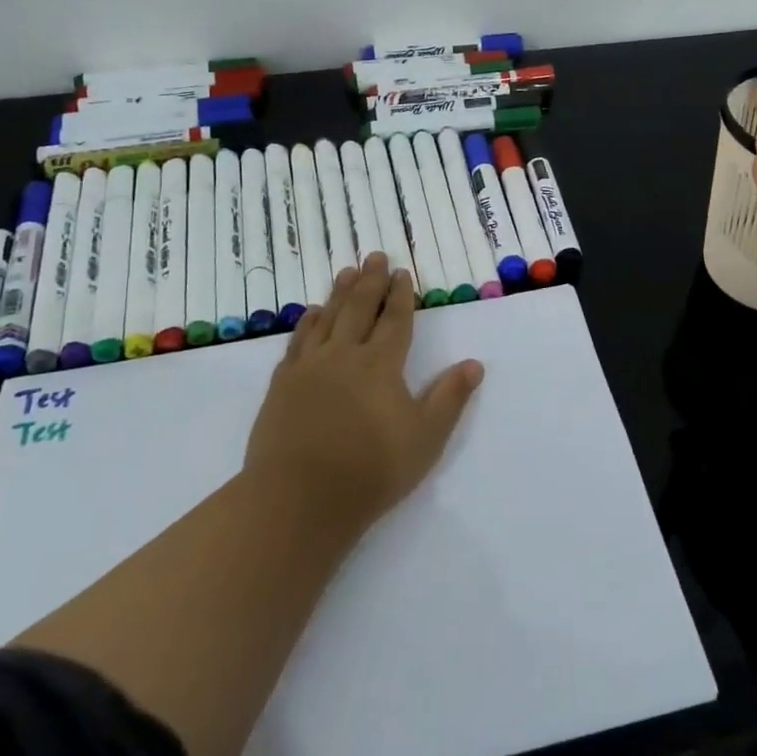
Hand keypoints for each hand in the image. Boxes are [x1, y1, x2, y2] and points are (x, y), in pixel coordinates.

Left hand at [246, 251, 483, 531]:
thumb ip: (450, 398)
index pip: (394, 320)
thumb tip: (474, 364)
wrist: (299, 499)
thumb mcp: (426, 438)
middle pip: (358, 308)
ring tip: (347, 272)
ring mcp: (309, 367)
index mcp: (381, 364)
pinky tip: (311, 314)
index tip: (402, 272)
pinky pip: (298, 341)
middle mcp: (344, 355)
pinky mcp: (282, 385)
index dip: (400, 295)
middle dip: (370, 281)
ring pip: (327, 318)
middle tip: (374, 256)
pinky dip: (307, 323)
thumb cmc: (371, 470)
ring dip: (339, 293)